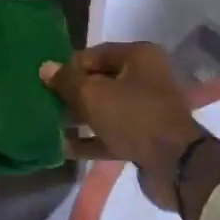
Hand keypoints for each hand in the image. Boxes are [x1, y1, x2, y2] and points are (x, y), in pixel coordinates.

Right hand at [40, 43, 204, 211]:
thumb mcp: (93, 95)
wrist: (174, 164)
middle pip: (100, 81)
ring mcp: (147, 109)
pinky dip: (90, 139)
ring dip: (79, 117)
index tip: (46, 81)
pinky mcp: (145, 138)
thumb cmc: (133, 116)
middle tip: (45, 103)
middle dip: (72, 93)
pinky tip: (64, 148)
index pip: (95, 54)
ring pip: (105, 109)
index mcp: (139, 57)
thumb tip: (45, 68)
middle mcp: (146, 78)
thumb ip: (67, 81)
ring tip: (50, 125)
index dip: (69, 67)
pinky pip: (111, 133)